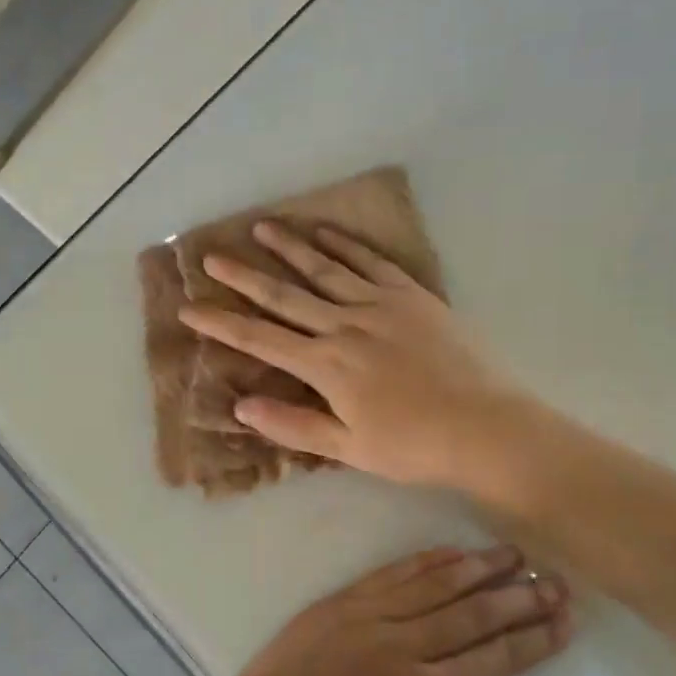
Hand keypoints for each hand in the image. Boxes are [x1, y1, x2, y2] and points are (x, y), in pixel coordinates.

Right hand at [179, 221, 527, 489]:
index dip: (221, 323)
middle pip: (284, 295)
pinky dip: (344, 244)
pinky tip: (324, 232)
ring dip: (289, 248)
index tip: (190, 308)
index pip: (260, 339)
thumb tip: (240, 405)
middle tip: (211, 256)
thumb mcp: (349, 448)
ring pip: (324, 269)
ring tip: (261, 227)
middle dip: (243, 276)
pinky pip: (370, 262)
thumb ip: (293, 425)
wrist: (485, 426)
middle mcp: (345, 326)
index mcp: (326, 366)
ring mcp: (380, 305)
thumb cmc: (414, 446)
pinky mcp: (411, 295)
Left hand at [220, 546, 572, 675]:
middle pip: (474, 614)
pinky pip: (394, 573)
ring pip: (437, 584)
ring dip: (480, 567)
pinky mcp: (344, 600)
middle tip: (555, 581)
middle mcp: (404, 645)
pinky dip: (428, 560)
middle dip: (520, 596)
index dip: (534, 638)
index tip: (564, 620)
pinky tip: (453, 551)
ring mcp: (371, 616)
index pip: (494, 659)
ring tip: (513, 553)